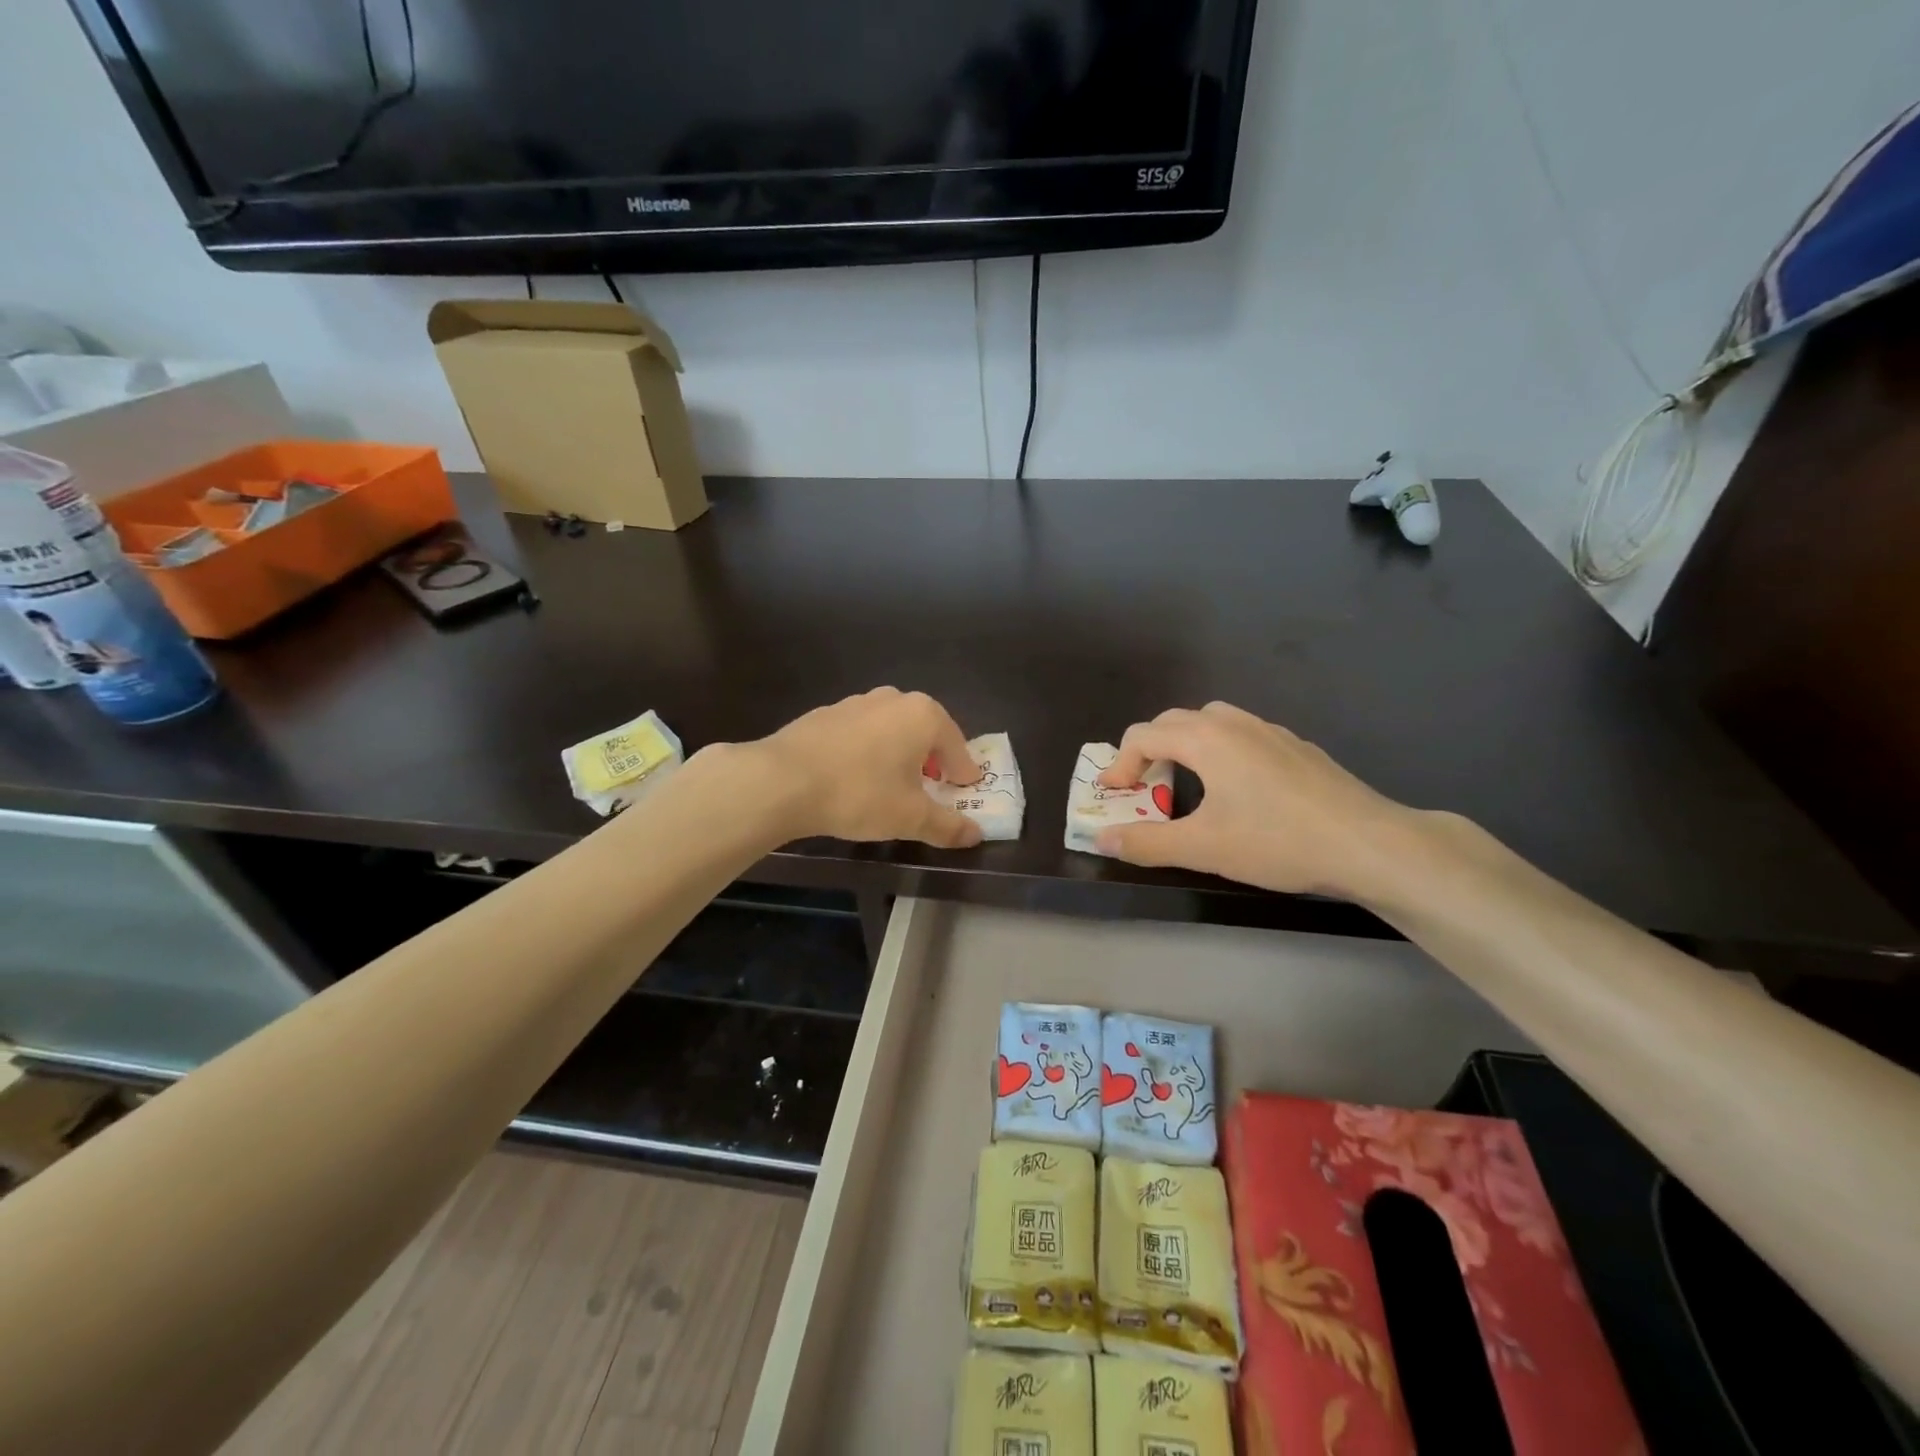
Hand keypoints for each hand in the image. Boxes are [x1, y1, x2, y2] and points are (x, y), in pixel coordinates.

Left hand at [742, 687, 985, 848]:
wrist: (782, 780)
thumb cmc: (860, 793)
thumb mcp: (910, 817)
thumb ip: (947, 825)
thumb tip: (976, 835)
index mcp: (923, 715)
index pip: (957, 747)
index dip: (964, 773)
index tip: (966, 791)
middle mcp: (893, 699)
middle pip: (925, 733)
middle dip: (932, 761)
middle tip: (932, 789)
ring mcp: (856, 702)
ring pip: (891, 730)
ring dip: (898, 755)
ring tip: (891, 786)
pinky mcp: (825, 714)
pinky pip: (860, 734)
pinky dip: (868, 753)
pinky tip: (855, 778)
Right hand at [1095, 702, 1429, 899]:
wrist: (1369, 843)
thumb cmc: (1278, 841)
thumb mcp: (1203, 848)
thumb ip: (1147, 842)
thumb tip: (1102, 838)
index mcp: (1206, 739)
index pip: (1144, 736)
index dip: (1120, 764)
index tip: (1113, 794)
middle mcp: (1235, 723)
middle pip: (1174, 721)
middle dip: (1149, 749)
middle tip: (1144, 787)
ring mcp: (1271, 731)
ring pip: (1212, 721)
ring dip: (1186, 744)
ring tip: (1186, 781)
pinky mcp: (1297, 747)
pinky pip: (1243, 734)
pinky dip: (1221, 750)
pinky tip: (1239, 789)